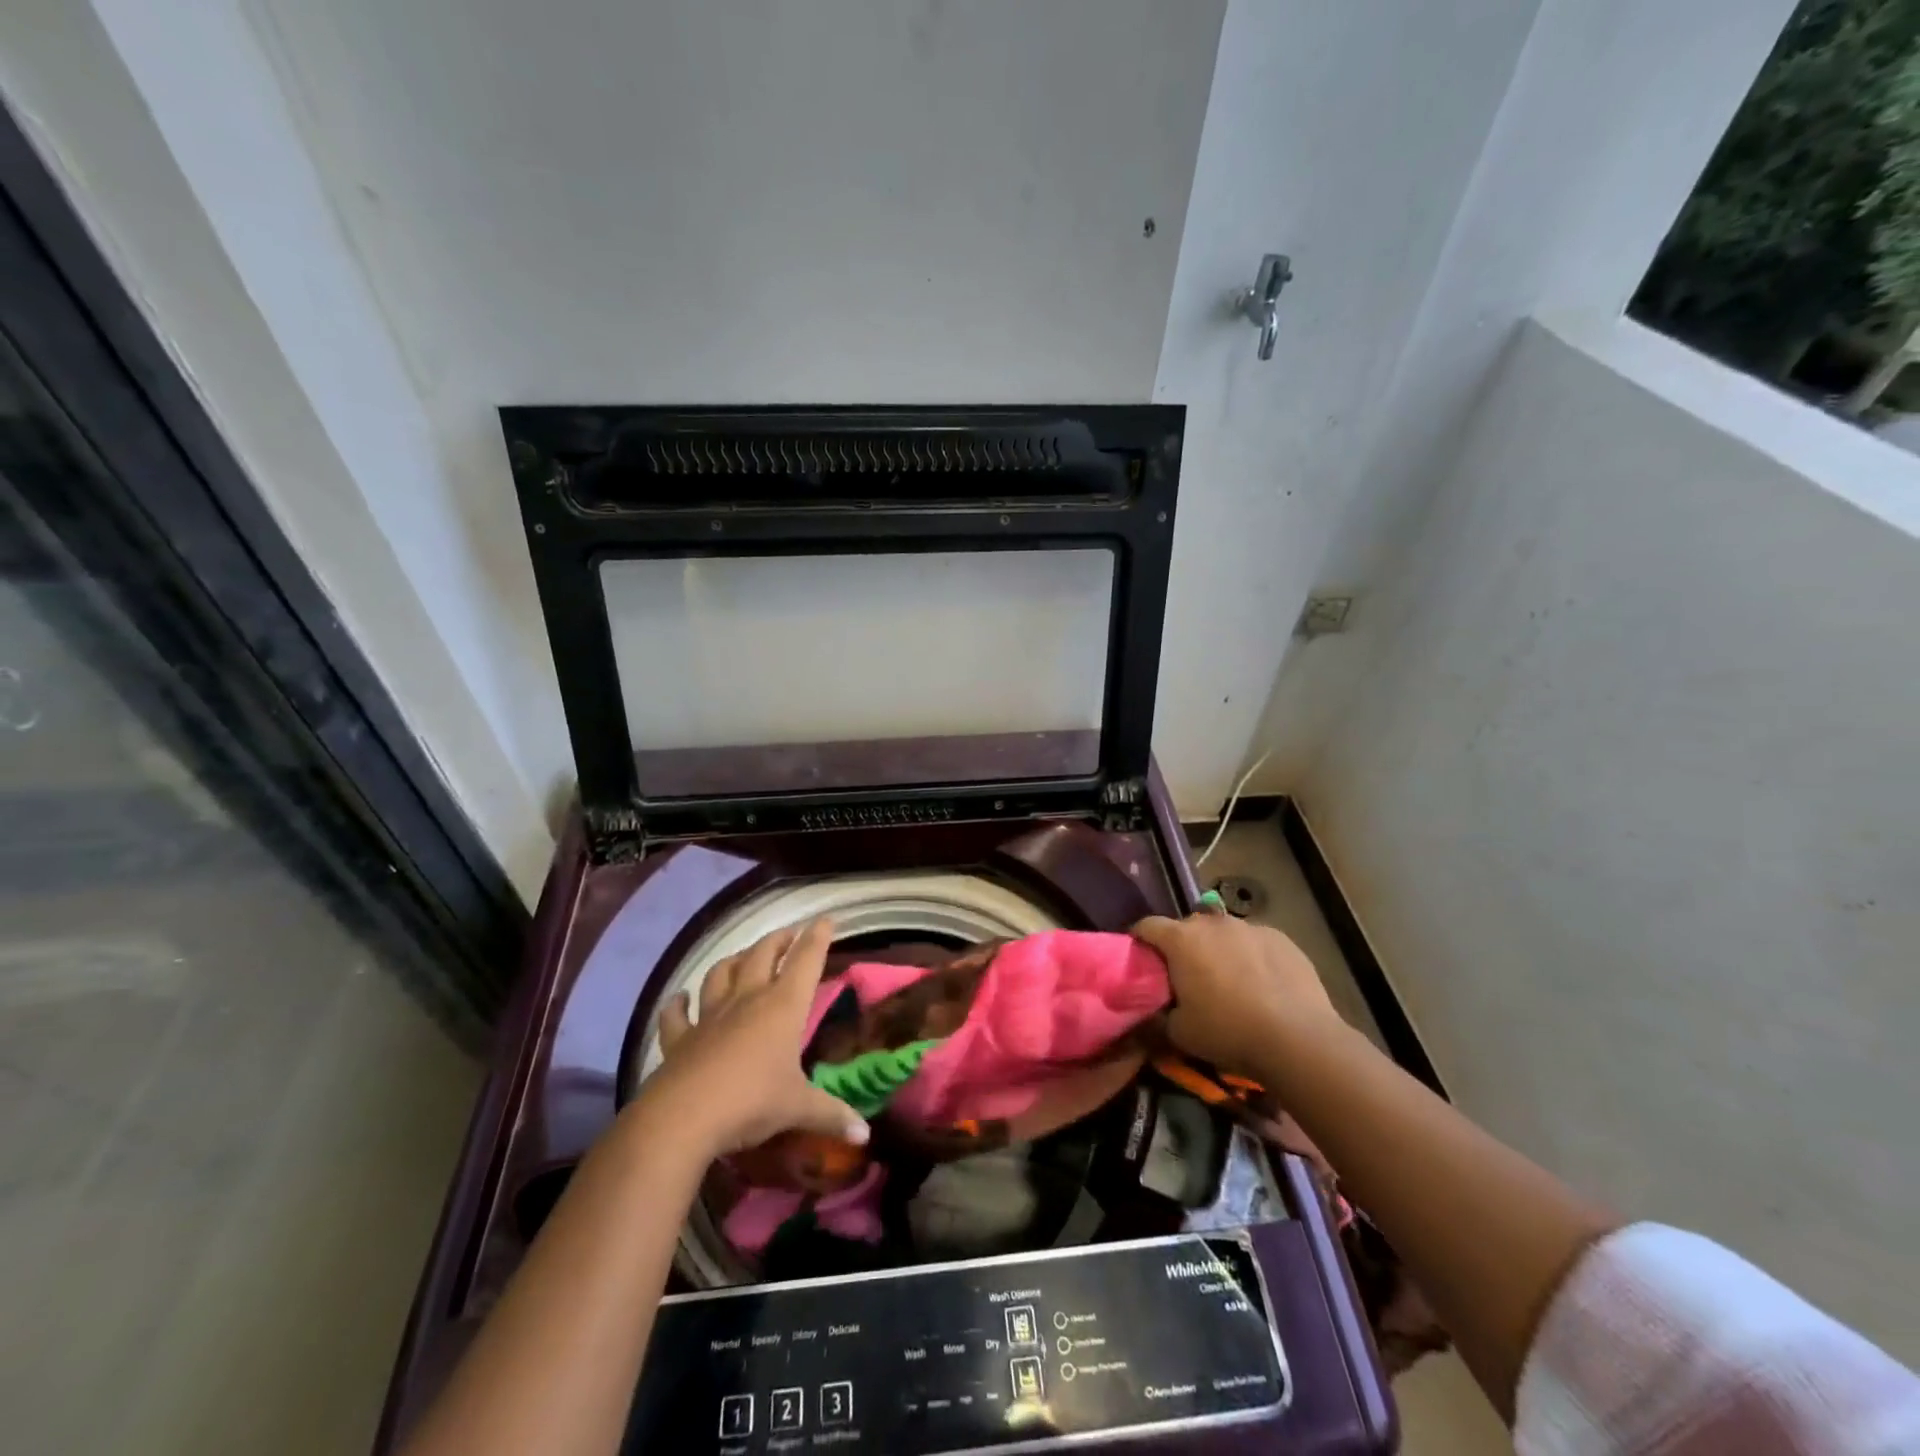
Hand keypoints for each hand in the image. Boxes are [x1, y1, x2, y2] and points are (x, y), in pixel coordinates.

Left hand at [648, 919, 869, 1155]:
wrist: (683, 1118)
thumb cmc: (751, 1102)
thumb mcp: (798, 1108)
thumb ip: (832, 1115)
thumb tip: (865, 1134)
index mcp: (783, 1006)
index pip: (806, 960)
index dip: (817, 937)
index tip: (826, 919)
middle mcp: (748, 999)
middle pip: (763, 954)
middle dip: (778, 940)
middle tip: (789, 935)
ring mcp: (710, 1015)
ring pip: (721, 973)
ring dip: (734, 960)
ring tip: (743, 957)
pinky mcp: (680, 1038)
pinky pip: (676, 1014)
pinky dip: (678, 1004)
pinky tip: (680, 998)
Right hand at [1132, 911, 1343, 1077]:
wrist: (1298, 1039)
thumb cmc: (1228, 1031)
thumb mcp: (1179, 1033)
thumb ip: (1155, 1017)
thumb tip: (1146, 1013)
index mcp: (1181, 939)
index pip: (1147, 926)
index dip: (1139, 941)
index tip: (1141, 960)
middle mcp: (1212, 923)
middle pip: (1187, 927)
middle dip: (1182, 947)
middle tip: (1187, 977)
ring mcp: (1250, 927)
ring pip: (1223, 934)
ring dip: (1218, 950)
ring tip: (1229, 982)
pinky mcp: (1282, 938)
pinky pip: (1255, 943)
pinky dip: (1251, 957)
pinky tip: (1262, 985)